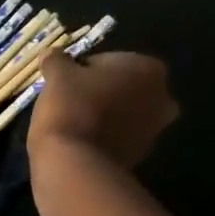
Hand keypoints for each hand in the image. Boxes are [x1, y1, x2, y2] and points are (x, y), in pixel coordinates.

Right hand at [28, 51, 179, 169]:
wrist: (73, 162)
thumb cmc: (70, 107)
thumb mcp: (57, 76)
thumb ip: (58, 60)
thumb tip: (52, 53)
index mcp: (149, 68)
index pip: (108, 61)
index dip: (81, 71)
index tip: (63, 84)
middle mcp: (162, 97)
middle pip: (122, 88)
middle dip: (100, 93)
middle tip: (69, 103)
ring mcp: (154, 131)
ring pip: (122, 115)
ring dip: (103, 116)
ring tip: (72, 125)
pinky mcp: (139, 157)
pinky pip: (118, 139)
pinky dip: (103, 138)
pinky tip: (80, 142)